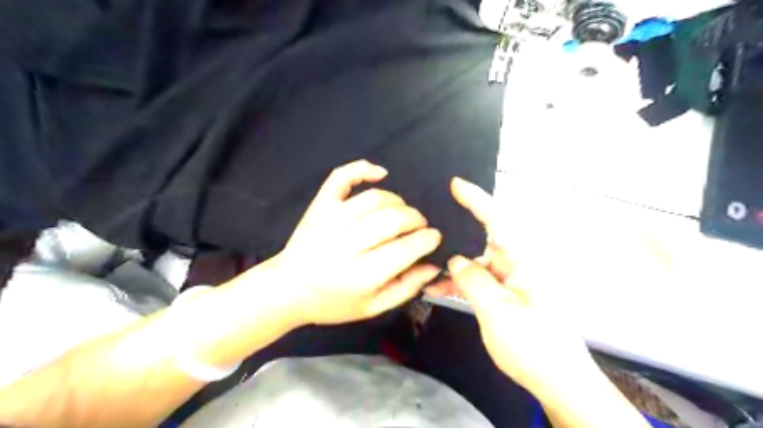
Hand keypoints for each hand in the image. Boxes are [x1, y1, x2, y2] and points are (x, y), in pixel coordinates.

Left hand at [274, 161, 441, 327]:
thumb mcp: (372, 308)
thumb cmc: (332, 303)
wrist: (288, 289)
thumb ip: (406, 287)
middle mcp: (344, 245)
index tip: (435, 237)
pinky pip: (342, 177)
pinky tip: (381, 173)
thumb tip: (434, 264)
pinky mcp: (319, 205)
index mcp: (359, 277)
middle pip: (393, 219)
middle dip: (416, 220)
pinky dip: (363, 168)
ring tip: (402, 214)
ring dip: (398, 202)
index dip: (426, 240)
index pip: (404, 249)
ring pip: (375, 198)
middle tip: (420, 227)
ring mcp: (329, 220)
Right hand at [428, 177, 594, 397]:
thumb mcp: (496, 311)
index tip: (455, 184)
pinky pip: (481, 278)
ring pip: (478, 260)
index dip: (475, 199)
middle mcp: (517, 262)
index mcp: (521, 260)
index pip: (497, 220)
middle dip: (458, 230)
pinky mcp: (507, 292)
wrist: (558, 380)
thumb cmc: (532, 344)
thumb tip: (456, 259)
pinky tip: (439, 286)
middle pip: (483, 237)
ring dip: (455, 263)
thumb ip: (473, 279)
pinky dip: (461, 280)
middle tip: (430, 227)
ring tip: (427, 262)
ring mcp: (512, 278)